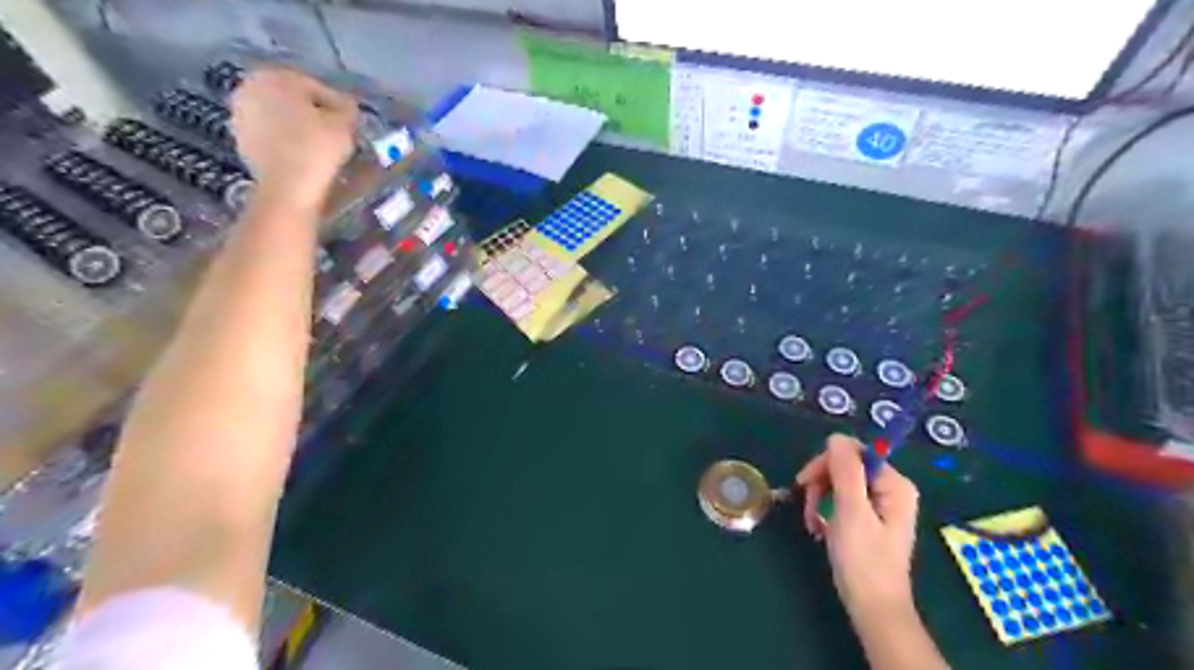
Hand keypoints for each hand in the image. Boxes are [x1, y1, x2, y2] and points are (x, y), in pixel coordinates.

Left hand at [231, 67, 355, 209]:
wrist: (287, 186)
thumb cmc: (316, 147)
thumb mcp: (345, 124)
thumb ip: (347, 109)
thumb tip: (345, 107)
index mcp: (276, 76)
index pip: (316, 87)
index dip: (338, 106)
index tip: (351, 124)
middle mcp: (250, 87)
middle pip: (293, 99)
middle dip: (313, 113)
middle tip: (336, 134)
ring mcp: (240, 113)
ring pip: (280, 116)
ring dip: (298, 127)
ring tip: (319, 146)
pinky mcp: (240, 139)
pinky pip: (270, 134)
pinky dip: (285, 141)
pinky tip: (301, 156)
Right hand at [796, 435, 916, 623]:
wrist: (873, 608)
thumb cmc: (863, 561)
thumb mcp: (851, 511)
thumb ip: (845, 471)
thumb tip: (836, 438)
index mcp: (894, 484)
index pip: (853, 452)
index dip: (826, 463)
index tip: (805, 483)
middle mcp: (890, 488)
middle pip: (844, 466)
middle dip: (821, 484)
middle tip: (808, 508)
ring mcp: (880, 503)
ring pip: (839, 483)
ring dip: (819, 499)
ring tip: (813, 523)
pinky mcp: (868, 518)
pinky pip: (841, 499)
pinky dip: (825, 510)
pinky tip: (819, 527)